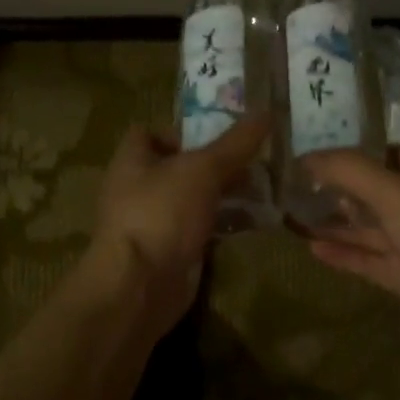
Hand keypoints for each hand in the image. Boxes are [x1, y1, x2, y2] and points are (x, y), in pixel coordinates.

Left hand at [90, 117, 270, 334]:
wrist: (139, 288)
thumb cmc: (161, 214)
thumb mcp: (202, 170)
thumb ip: (234, 144)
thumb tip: (266, 112)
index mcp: (132, 160)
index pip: (150, 132)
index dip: (181, 130)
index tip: (219, 133)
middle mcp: (138, 188)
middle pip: (178, 166)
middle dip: (215, 162)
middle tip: (255, 159)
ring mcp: (154, 222)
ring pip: (193, 198)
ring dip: (223, 193)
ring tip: (263, 186)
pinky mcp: (171, 251)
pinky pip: (201, 228)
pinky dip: (223, 223)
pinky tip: (254, 220)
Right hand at [303, 147, 399, 366]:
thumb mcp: (397, 195)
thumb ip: (351, 172)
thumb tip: (305, 157)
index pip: (387, 153)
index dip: (354, 149)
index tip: (314, 149)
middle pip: (371, 191)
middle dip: (335, 188)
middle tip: (292, 185)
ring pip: (365, 227)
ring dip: (333, 222)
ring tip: (291, 215)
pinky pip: (366, 259)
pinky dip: (341, 253)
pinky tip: (311, 248)